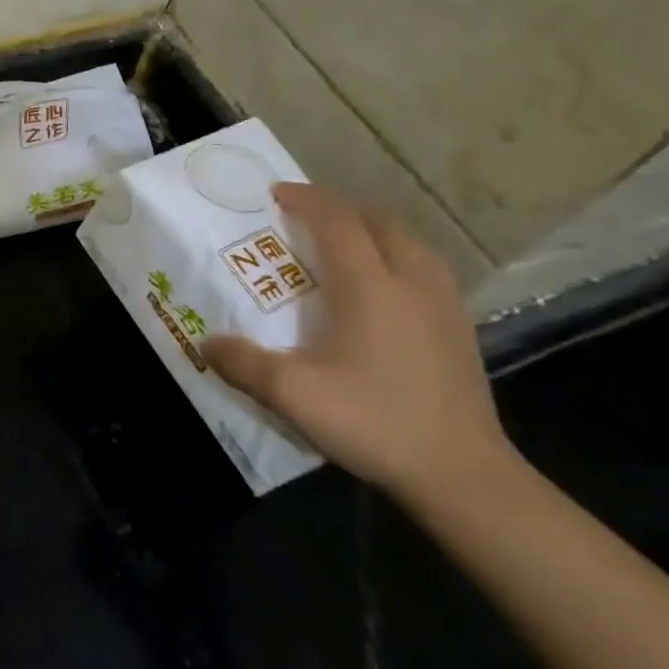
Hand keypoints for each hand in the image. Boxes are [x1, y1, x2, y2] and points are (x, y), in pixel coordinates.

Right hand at [201, 182, 511, 501]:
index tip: (276, 194)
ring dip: (372, 226)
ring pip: (408, 240)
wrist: (462, 474)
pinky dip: (397, 252)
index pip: (336, 221)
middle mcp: (410, 280)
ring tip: (345, 237)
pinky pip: (425, 265)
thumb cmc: (374, 422)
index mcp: (369, 286)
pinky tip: (386, 282)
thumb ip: (243, 364)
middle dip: (339, 205)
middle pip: (377, 220)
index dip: (306, 200)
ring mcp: (443, 303)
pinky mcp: (459, 327)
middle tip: (306, 211)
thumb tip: (206, 343)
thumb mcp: (293, 395)